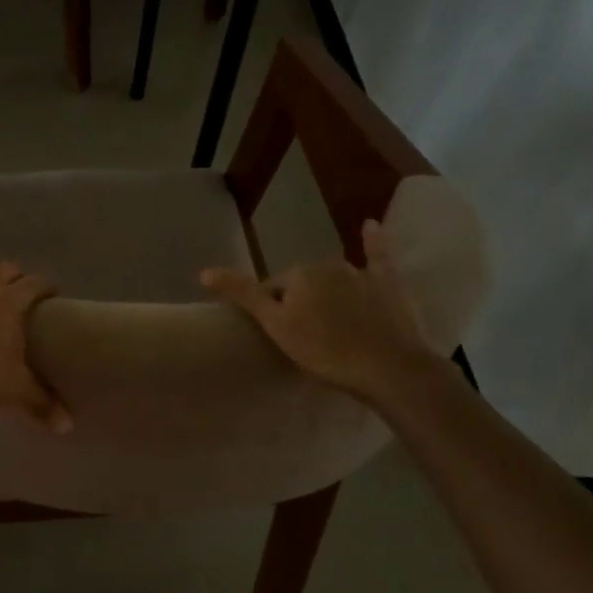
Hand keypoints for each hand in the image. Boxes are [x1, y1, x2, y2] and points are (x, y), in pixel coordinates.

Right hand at [201, 219, 438, 400]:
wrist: (388, 368)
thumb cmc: (325, 350)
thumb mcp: (275, 326)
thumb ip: (242, 294)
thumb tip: (204, 271)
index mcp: (298, 273)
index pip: (273, 290)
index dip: (272, 314)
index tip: (279, 338)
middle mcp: (327, 264)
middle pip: (302, 285)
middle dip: (299, 304)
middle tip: (305, 340)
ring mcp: (361, 273)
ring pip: (332, 280)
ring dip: (327, 295)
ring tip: (331, 327)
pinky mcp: (388, 284)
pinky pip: (378, 256)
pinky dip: (373, 240)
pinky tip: (371, 225)